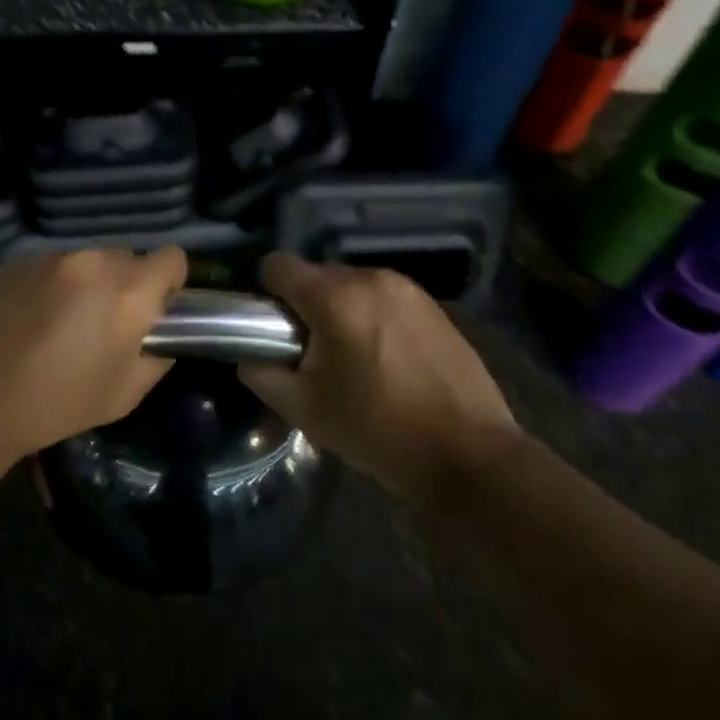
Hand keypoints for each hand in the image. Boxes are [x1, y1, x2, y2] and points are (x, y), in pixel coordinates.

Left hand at [0, 247, 187, 466]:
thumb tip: (159, 335)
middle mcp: (91, 262)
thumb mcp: (124, 394)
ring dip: (84, 285)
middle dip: (124, 286)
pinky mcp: (12, 263)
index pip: (172, 257)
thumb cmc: (56, 405)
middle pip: (126, 258)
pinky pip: (47, 267)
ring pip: (85, 262)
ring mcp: (48, 258)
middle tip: (103, 325)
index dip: (169, 284)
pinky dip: (48, 287)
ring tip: (58, 325)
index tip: (153, 312)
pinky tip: (25, 322)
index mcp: (127, 291)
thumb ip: (156, 356)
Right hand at [238, 254, 519, 502]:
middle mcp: (371, 278)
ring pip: (350, 286)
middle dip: (304, 307)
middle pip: (315, 275)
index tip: (271, 330)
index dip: (264, 294)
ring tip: (351, 361)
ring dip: (338, 312)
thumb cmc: (378, 430)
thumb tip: (250, 353)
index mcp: (336, 297)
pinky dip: (370, 318)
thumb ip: (261, 372)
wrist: (470, 453)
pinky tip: (385, 361)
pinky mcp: (433, 305)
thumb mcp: (303, 408)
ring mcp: (408, 289)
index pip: (277, 265)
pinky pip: (382, 299)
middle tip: (311, 356)